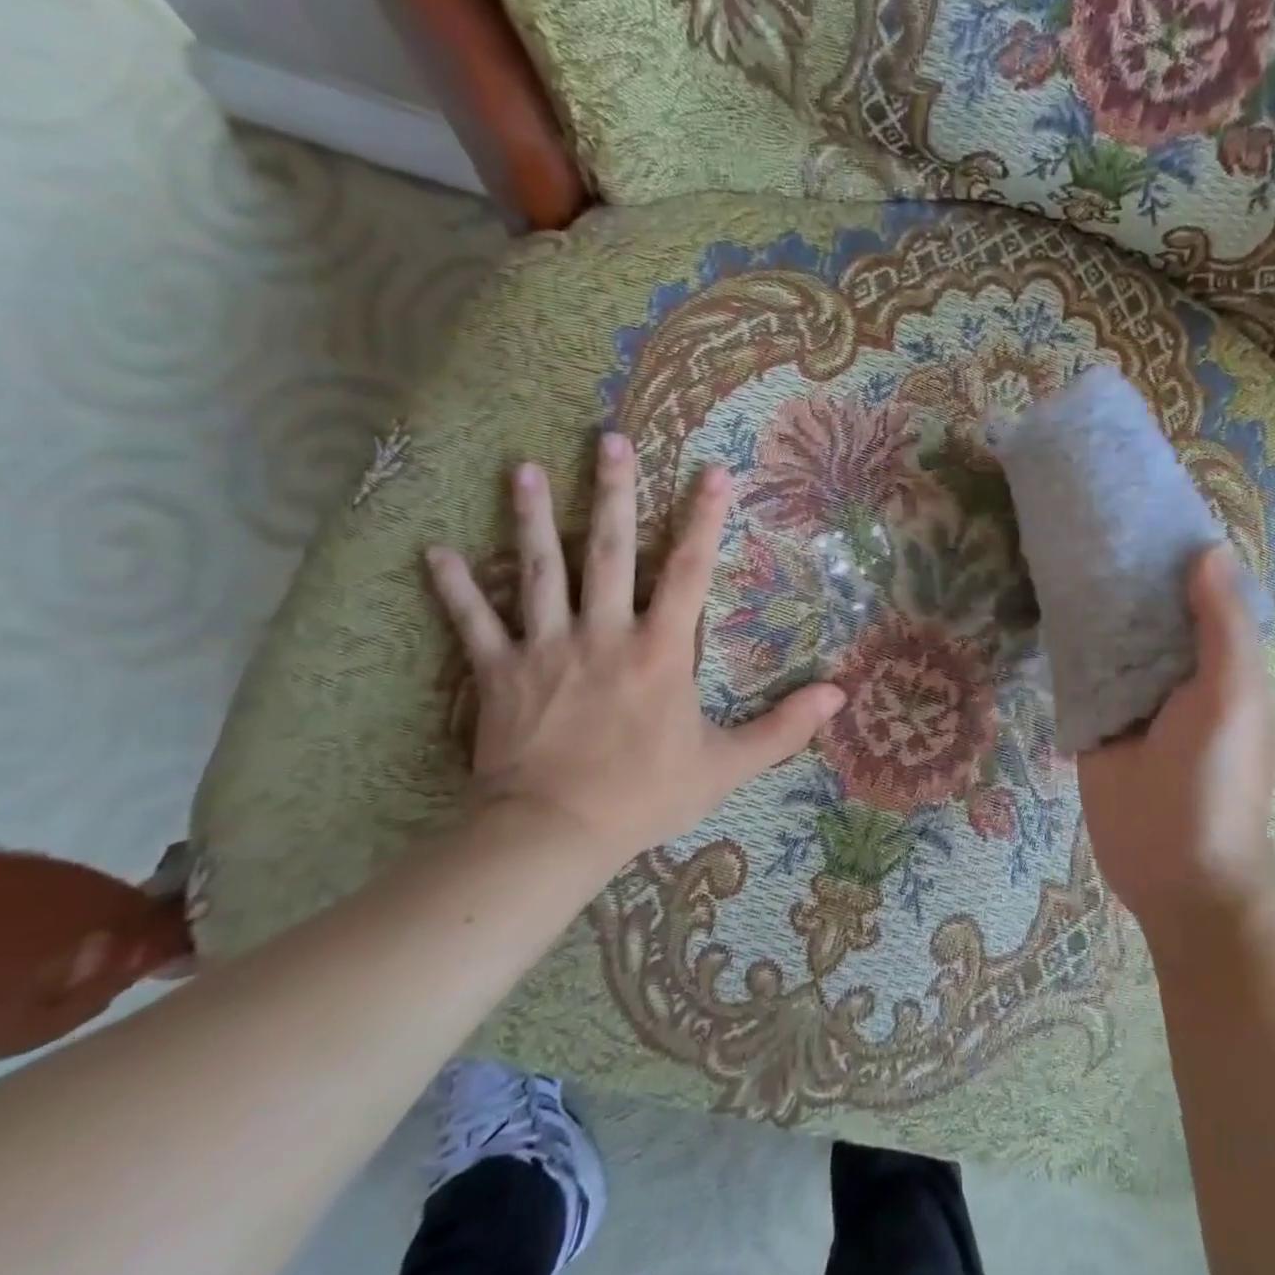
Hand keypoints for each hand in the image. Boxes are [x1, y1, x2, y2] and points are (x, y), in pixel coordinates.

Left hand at [425, 432, 844, 861]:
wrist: (553, 835)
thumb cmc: (646, 796)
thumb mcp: (728, 766)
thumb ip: (785, 728)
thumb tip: (840, 695)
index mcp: (660, 650)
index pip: (689, 571)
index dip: (705, 519)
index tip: (714, 471)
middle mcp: (604, 633)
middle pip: (610, 550)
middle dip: (614, 492)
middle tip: (609, 438)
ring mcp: (547, 648)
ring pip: (540, 570)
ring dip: (533, 518)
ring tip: (525, 469)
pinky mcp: (499, 673)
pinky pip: (473, 623)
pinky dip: (454, 587)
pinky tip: (434, 551)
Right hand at [1076, 546, 1274, 949]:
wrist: (1174, 870)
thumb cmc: (1217, 780)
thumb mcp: (1233, 697)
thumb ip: (1222, 627)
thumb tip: (1209, 549)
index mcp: (1219, 660)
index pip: (1198, 592)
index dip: (1176, 551)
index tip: (1140, 506)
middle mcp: (1176, 670)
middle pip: (1148, 609)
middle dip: (1125, 570)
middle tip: (1084, 518)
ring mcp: (1131, 694)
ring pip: (1110, 635)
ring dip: (1092, 602)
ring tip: (1058, 546)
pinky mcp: (1093, 717)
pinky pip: (1079, 670)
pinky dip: (1066, 640)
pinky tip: (1041, 603)